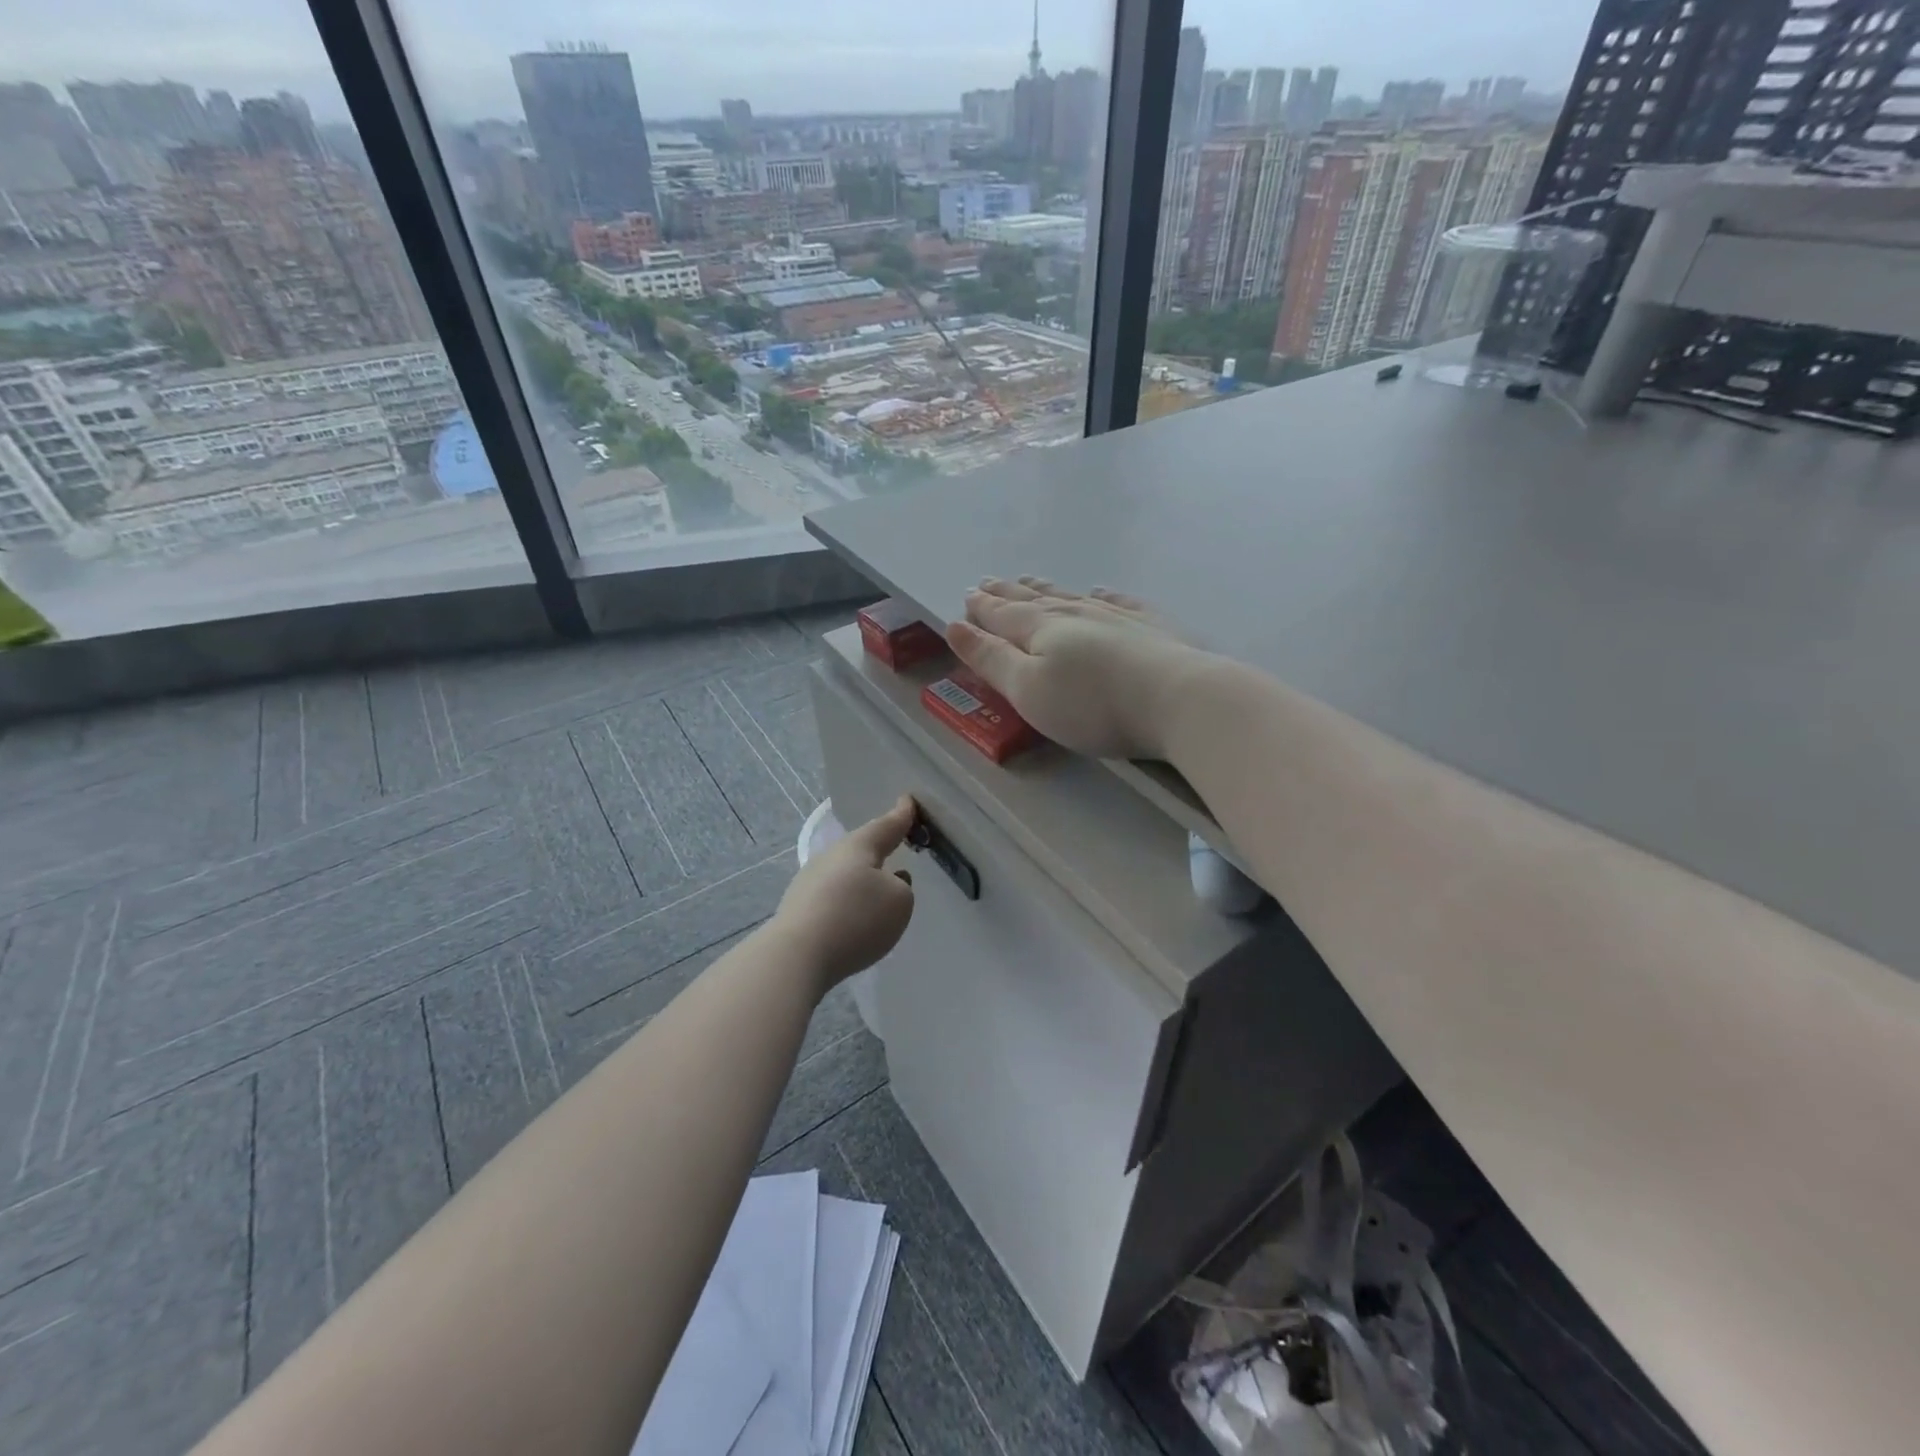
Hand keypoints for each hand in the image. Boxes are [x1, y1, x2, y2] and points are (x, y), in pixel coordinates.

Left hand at [775, 796, 916, 988]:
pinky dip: (847, 903)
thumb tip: (888, 883)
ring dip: (862, 880)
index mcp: (859, 846)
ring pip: (845, 874)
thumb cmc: (856, 918)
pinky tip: (853, 919)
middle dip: (879, 849)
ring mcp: (810, 881)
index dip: (902, 816)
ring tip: (878, 893)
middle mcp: (831, 856)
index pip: (887, 826)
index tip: (908, 801)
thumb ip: (902, 887)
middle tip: (895, 846)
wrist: (797, 955)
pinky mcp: (799, 909)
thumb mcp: (899, 901)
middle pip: (862, 849)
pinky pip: (832, 897)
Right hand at [946, 578, 1212, 761]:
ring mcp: (1116, 616)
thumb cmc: (1091, 705)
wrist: (1177, 699)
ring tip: (1029, 581)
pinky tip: (1099, 591)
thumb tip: (955, 625)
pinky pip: (1118, 602)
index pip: (1002, 614)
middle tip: (988, 582)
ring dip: (1046, 590)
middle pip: (1033, 600)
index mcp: (1039, 629)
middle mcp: (1075, 613)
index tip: (967, 596)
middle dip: (1007, 593)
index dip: (982, 607)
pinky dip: (1102, 595)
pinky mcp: (1151, 626)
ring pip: (1071, 596)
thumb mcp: (1027, 689)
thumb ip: (990, 659)